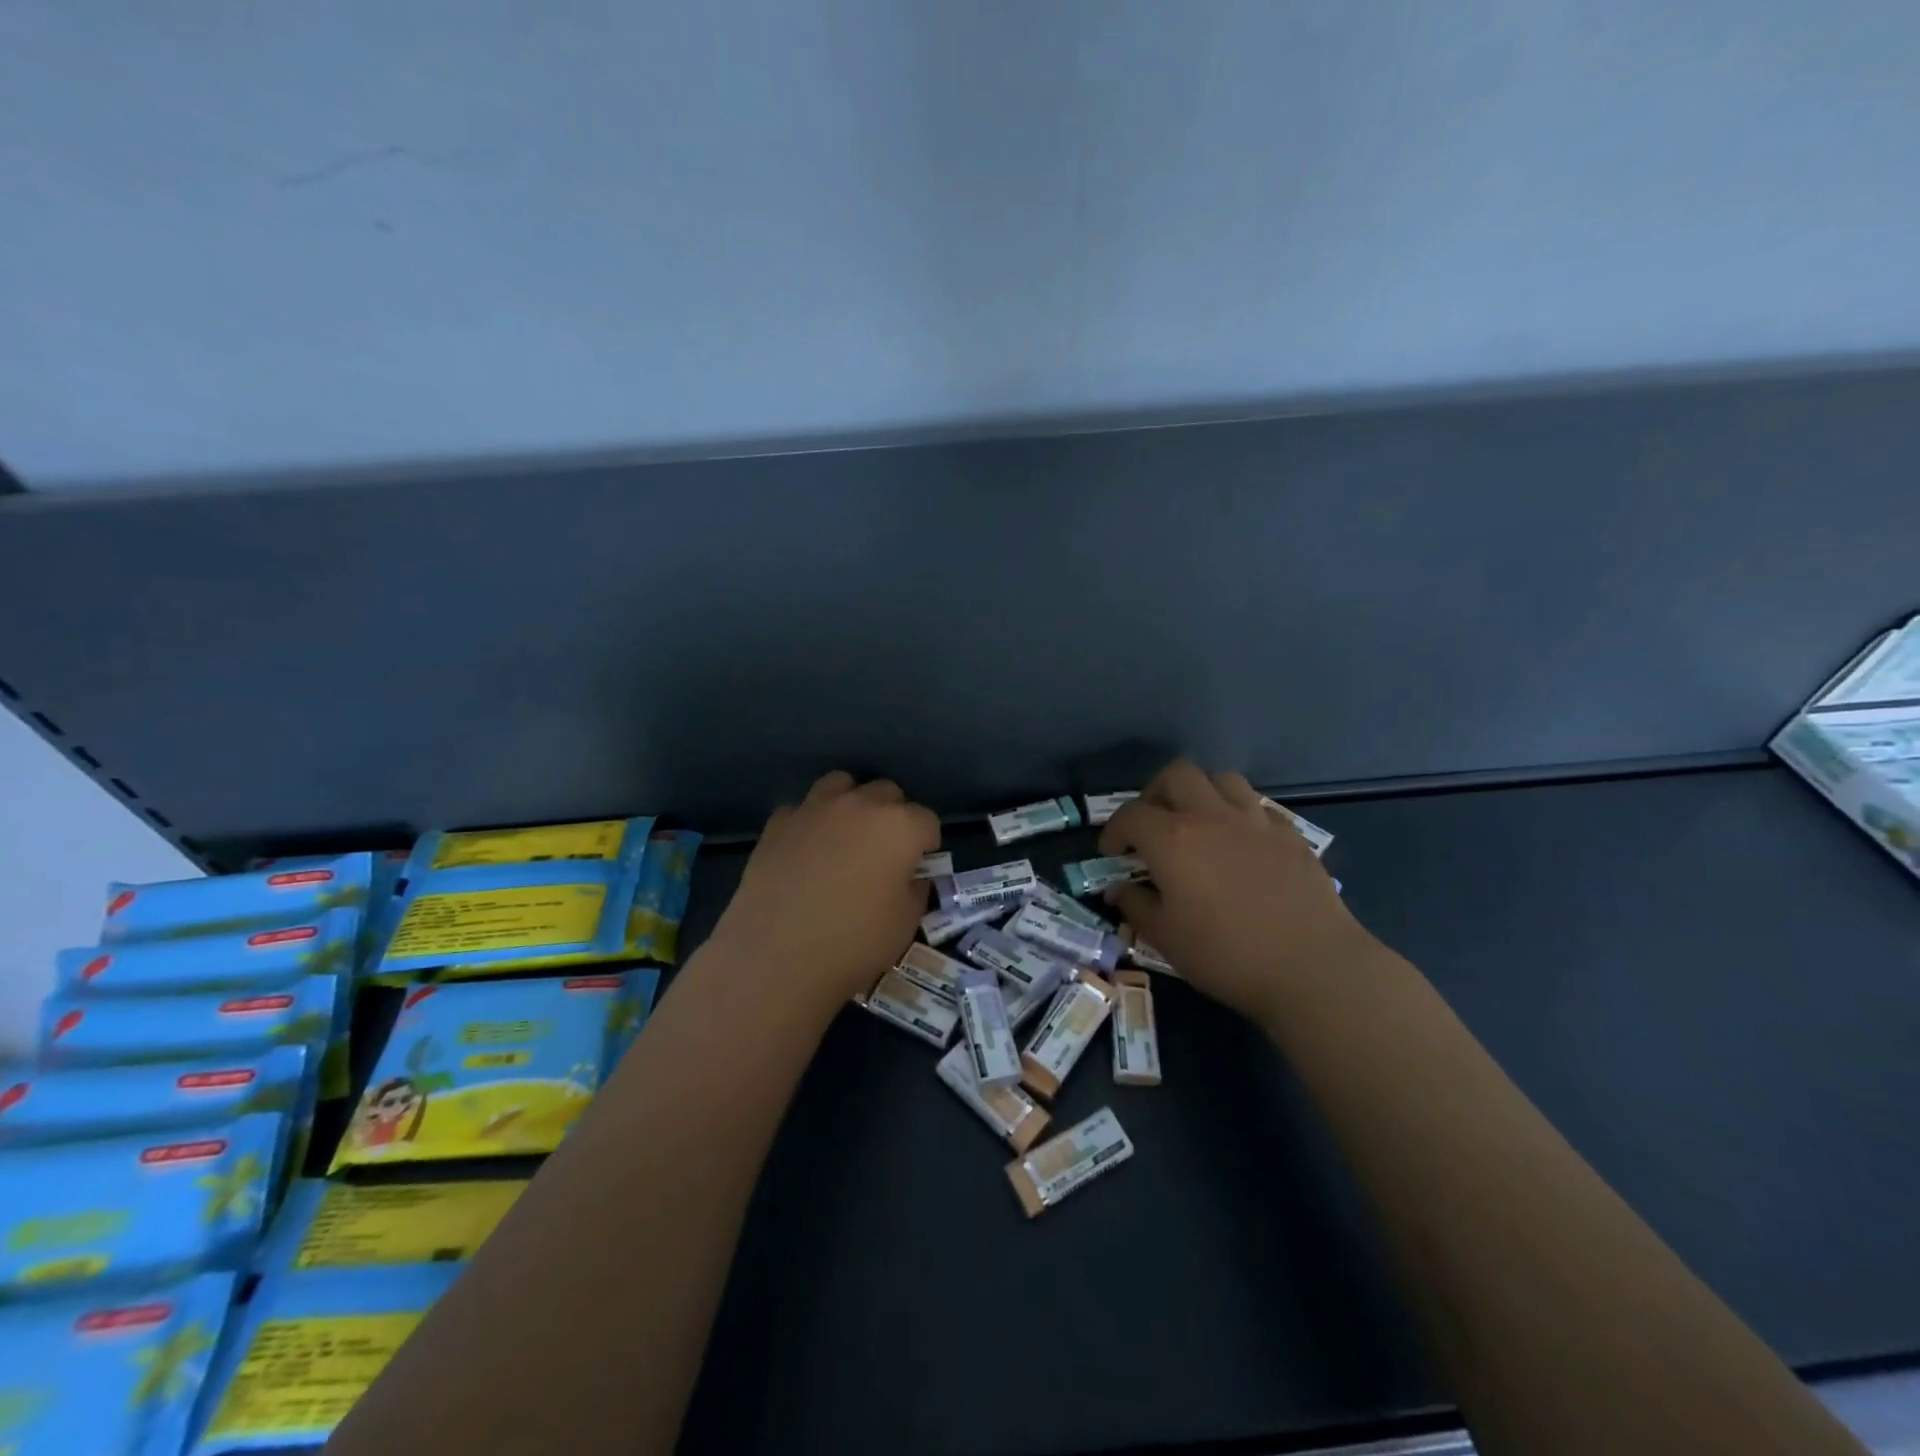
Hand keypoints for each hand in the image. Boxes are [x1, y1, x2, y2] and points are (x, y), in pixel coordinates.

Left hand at [710, 771, 939, 1005]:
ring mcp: (815, 809)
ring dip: (851, 803)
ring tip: (846, 835)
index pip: (927, 820)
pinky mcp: (778, 823)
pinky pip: (802, 809)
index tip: (919, 867)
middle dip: (893, 815)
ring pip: (841, 784)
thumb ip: (914, 892)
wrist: (776, 956)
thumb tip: (910, 878)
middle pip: (887, 793)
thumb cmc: (853, 943)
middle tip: (885, 851)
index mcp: (899, 827)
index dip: (927, 844)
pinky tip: (806, 849)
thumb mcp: (904, 925)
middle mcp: (859, 805)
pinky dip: (809, 822)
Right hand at [1100, 760, 1375, 1025]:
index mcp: (1173, 839)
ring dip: (1201, 793)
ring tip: (1197, 823)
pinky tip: (1241, 843)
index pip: (1130, 815)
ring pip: (1222, 779)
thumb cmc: (1226, 955)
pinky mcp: (1290, 834)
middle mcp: (1211, 816)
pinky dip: (1241, 815)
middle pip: (1176, 775)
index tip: (1113, 853)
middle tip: (1152, 826)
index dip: (1114, 830)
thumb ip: (1136, 907)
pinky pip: (1259, 806)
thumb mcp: (1166, 939)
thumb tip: (1120, 890)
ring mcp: (1255, 820)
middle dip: (1155, 794)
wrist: (1312, 967)